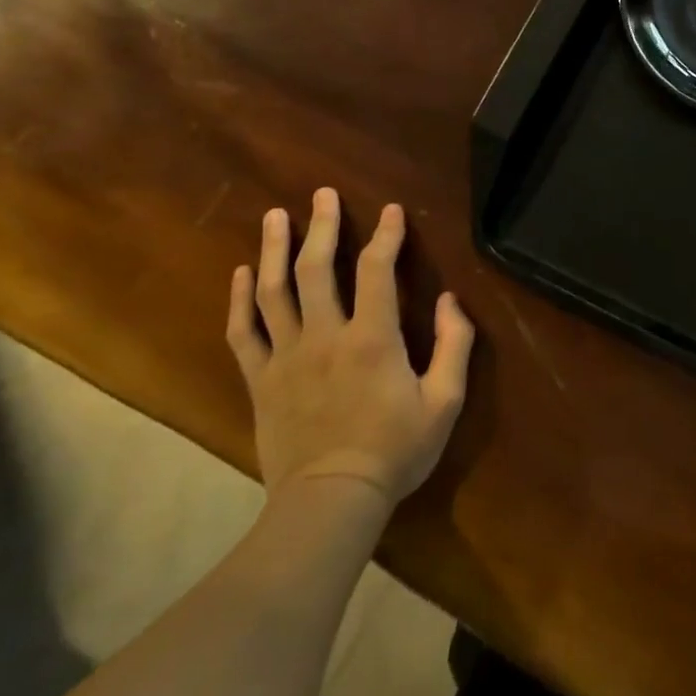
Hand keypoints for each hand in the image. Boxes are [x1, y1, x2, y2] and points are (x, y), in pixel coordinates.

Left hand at [227, 189, 474, 507]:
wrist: (329, 502)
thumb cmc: (395, 450)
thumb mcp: (445, 401)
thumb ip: (455, 345)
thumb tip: (452, 300)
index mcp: (372, 338)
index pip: (376, 270)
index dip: (385, 236)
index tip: (390, 211)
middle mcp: (324, 336)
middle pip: (316, 269)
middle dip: (321, 226)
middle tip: (322, 193)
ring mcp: (286, 357)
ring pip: (273, 291)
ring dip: (275, 249)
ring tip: (276, 216)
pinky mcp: (260, 380)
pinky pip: (244, 332)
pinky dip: (240, 299)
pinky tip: (244, 273)